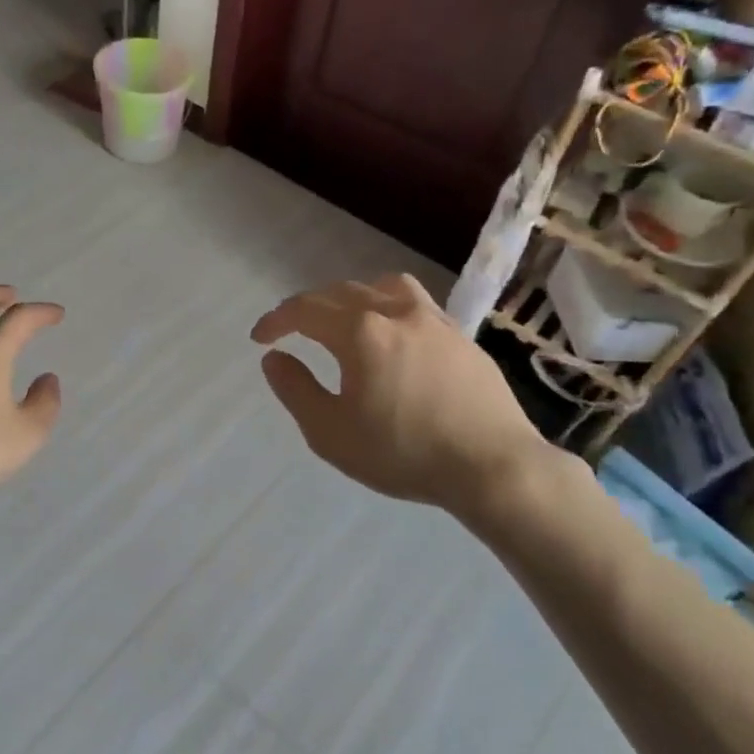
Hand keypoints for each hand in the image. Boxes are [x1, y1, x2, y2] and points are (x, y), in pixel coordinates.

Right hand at [251, 274, 556, 520]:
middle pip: (341, 293)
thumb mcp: (330, 432)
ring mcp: (434, 320)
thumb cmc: (403, 452)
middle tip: (291, 330)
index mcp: (360, 332)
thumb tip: (274, 358)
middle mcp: (395, 312)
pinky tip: (393, 337)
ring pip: (383, 287)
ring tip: (344, 321)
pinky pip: (415, 303)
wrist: (493, 466)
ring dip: (353, 298)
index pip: (305, 310)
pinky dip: (388, 308)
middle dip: (308, 308)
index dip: (276, 320)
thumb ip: (295, 389)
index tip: (260, 338)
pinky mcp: (461, 335)